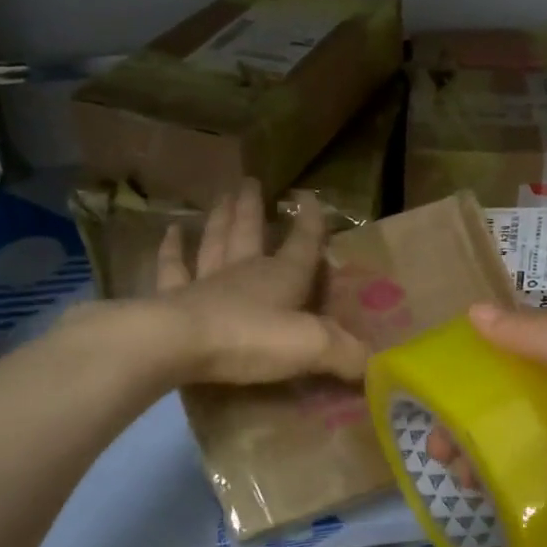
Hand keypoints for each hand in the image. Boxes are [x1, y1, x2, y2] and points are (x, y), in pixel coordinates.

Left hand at [146, 179, 368, 385]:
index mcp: (282, 277)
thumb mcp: (311, 348)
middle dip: (254, 207)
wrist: (178, 345)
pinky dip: (171, 248)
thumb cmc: (250, 340)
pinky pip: (173, 266)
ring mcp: (206, 280)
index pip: (303, 243)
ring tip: (223, 194)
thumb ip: (345, 353)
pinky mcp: (175, 296)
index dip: (310, 221)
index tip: (309, 196)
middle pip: (250, 231)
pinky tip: (171, 230)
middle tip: (251, 181)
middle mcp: (245, 270)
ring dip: (220, 217)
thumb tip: (375, 364)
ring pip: (215, 240)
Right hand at [461, 303, 546, 546]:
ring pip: (534, 436)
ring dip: (490, 450)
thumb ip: (539, 337)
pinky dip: (514, 479)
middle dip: (483, 414)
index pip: (546, 346)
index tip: (452, 385)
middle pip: (532, 395)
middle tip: (441, 443)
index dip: (495, 358)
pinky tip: (485, 494)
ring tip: (457, 474)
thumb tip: (473, 311)